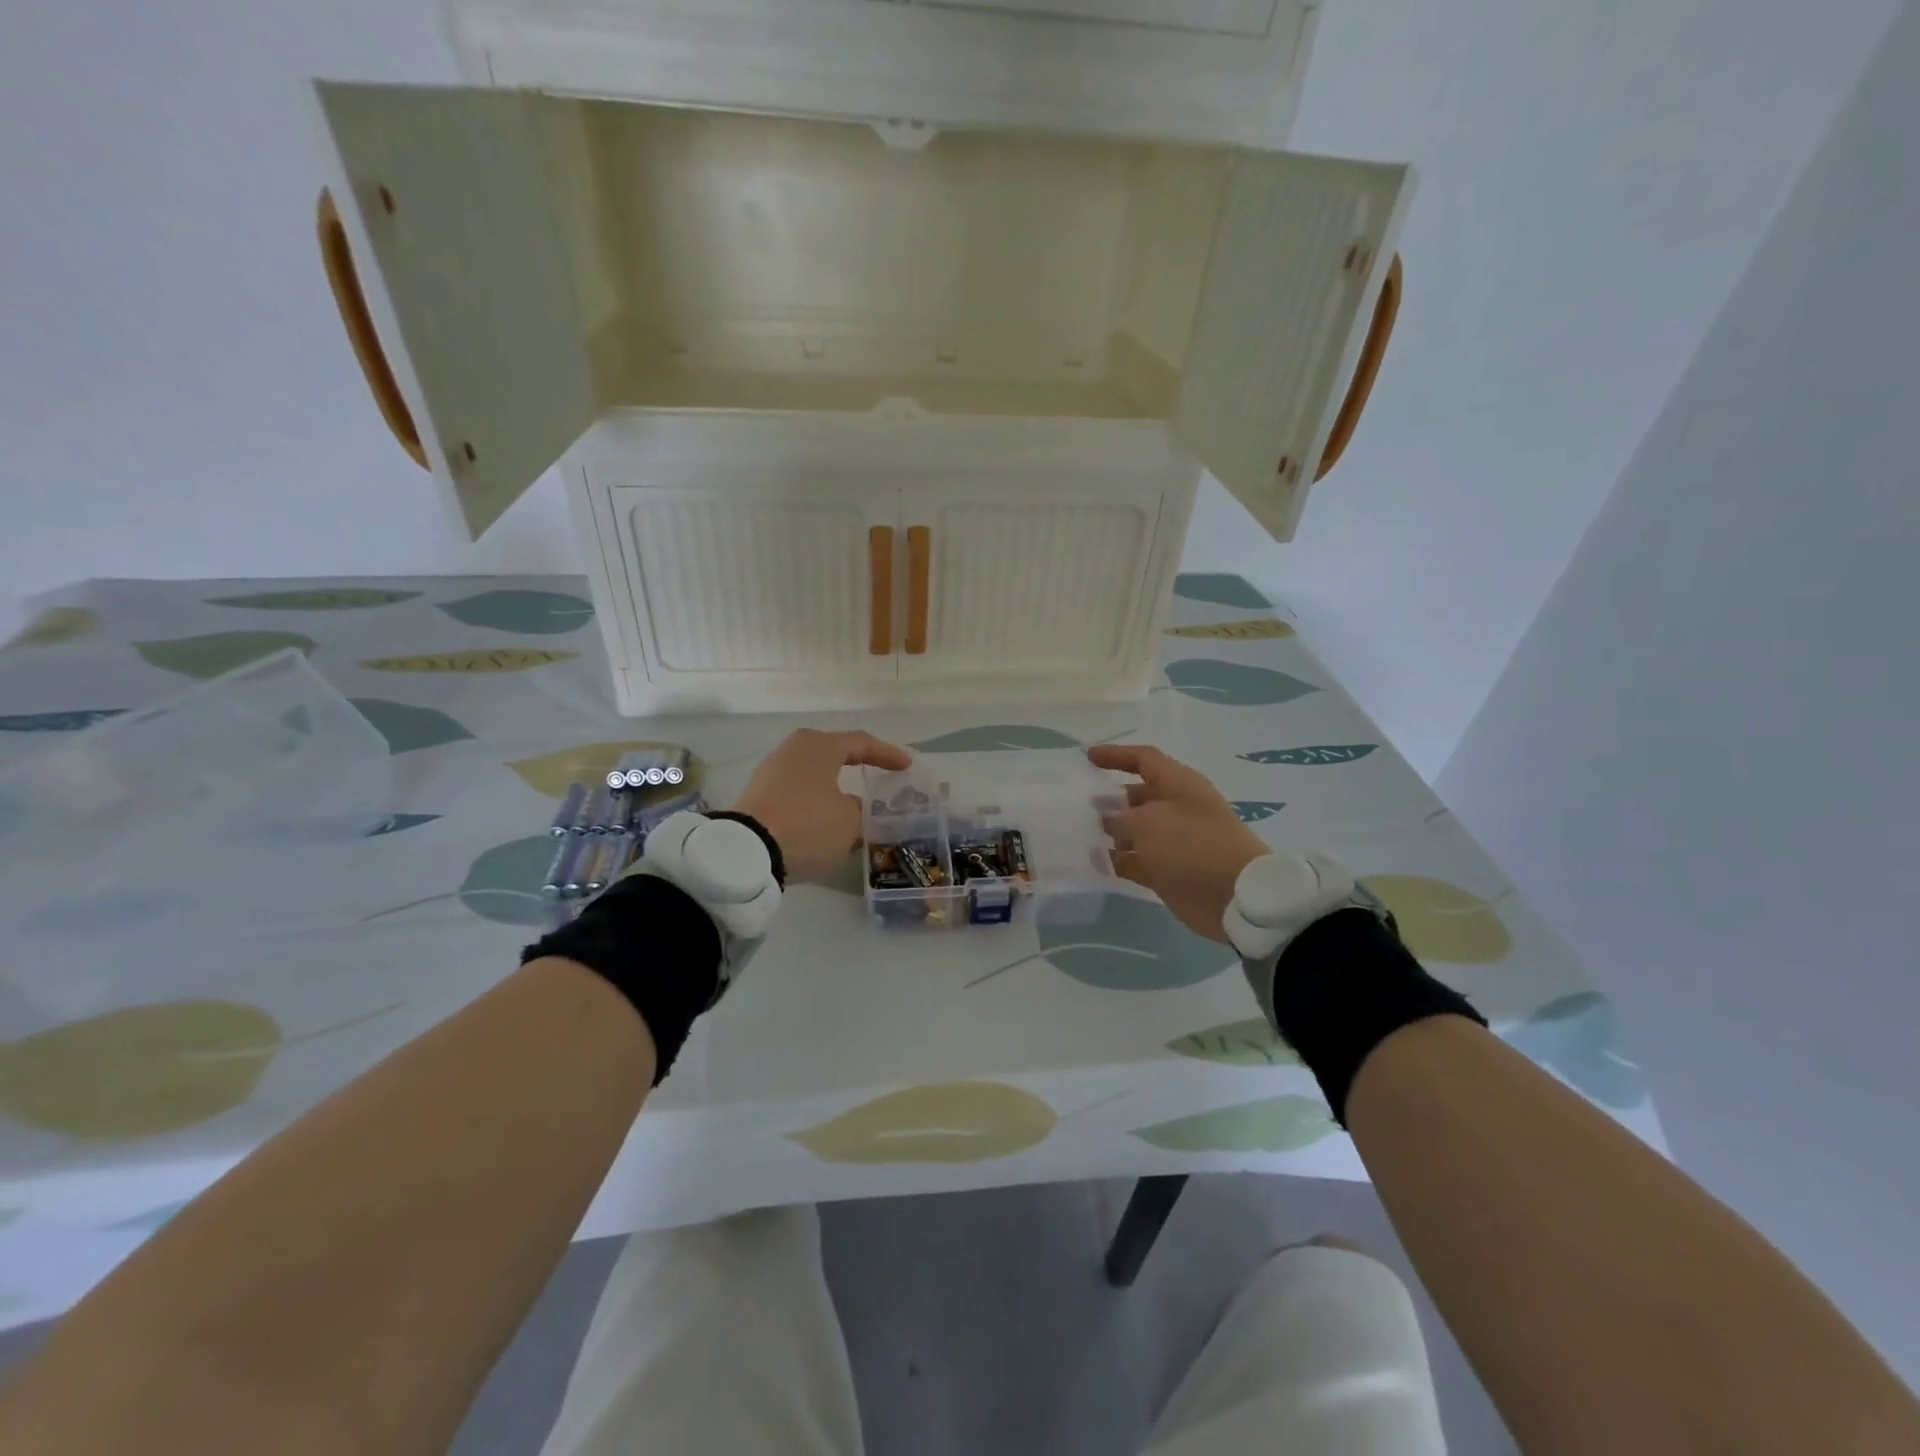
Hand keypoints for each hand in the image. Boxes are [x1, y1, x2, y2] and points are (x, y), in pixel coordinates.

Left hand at [733, 729, 911, 882]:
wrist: (747, 851)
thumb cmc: (808, 825)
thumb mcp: (849, 822)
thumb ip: (860, 811)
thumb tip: (853, 807)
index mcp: (820, 746)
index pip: (861, 743)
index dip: (887, 755)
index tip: (906, 766)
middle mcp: (794, 750)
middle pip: (833, 754)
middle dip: (856, 766)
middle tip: (876, 775)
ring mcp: (771, 771)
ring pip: (814, 774)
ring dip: (834, 788)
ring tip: (852, 804)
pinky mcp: (758, 795)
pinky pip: (797, 792)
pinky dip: (815, 802)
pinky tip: (825, 819)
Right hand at [1087, 744, 1268, 942]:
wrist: (1235, 897)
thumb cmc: (1192, 846)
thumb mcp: (1148, 823)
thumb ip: (1119, 818)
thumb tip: (1107, 820)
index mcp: (1179, 785)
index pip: (1144, 760)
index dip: (1116, 755)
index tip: (1088, 757)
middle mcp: (1176, 808)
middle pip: (1137, 796)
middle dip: (1109, 799)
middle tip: (1077, 806)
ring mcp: (1173, 842)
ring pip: (1134, 831)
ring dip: (1109, 833)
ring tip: (1078, 836)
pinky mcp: (1169, 870)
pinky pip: (1136, 860)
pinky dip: (1117, 861)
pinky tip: (1093, 863)